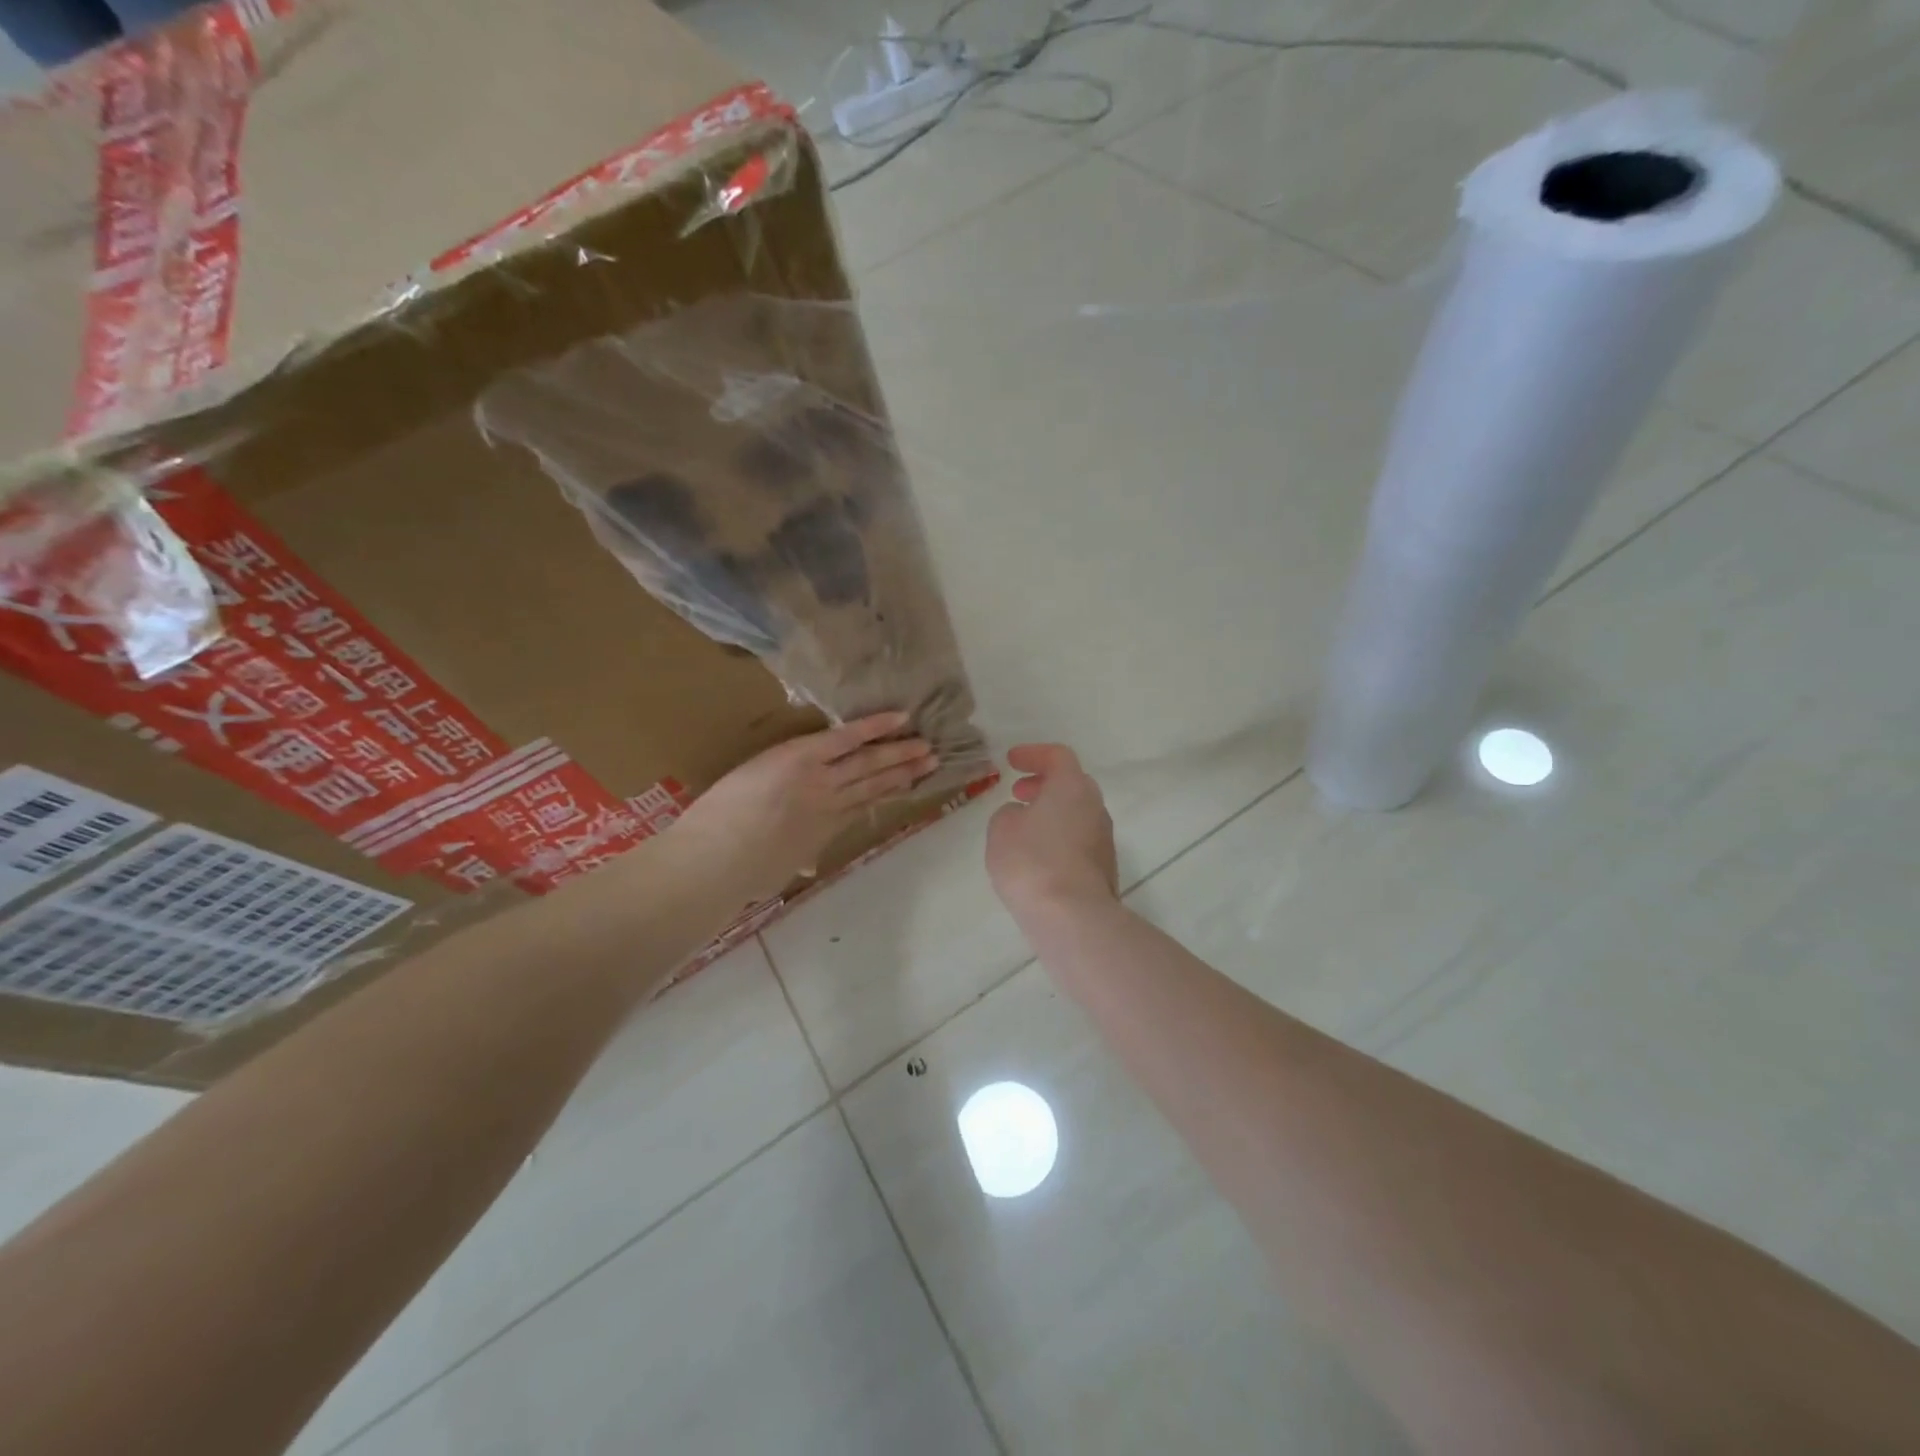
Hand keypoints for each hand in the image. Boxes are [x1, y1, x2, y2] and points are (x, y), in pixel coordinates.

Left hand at [672, 712, 936, 904]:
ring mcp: (821, 780)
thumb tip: (807, 864)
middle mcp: (830, 804)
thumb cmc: (740, 873)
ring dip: (899, 754)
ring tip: (927, 746)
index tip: (908, 785)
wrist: (719, 860)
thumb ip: (797, 857)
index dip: (887, 793)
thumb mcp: (778, 870)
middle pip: (874, 785)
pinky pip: (846, 738)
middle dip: (904, 773)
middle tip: (932, 760)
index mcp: (822, 830)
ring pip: (868, 763)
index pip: (861, 806)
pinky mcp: (802, 757)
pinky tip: (898, 717)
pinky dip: (873, 727)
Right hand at [986, 744, 1117, 923]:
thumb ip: (1009, 813)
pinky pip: (1079, 840)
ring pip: (1077, 813)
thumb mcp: (1002, 829)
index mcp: (1072, 787)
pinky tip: (1038, 856)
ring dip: (1052, 812)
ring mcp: (1104, 839)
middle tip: (1019, 791)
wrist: (1073, 917)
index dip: (1033, 754)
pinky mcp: (1104, 868)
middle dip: (1044, 784)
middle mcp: (1095, 807)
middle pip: (1072, 784)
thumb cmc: (1032, 861)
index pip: (1057, 755)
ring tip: (1024, 826)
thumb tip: (1023, 817)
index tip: (1011, 761)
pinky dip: (1059, 837)